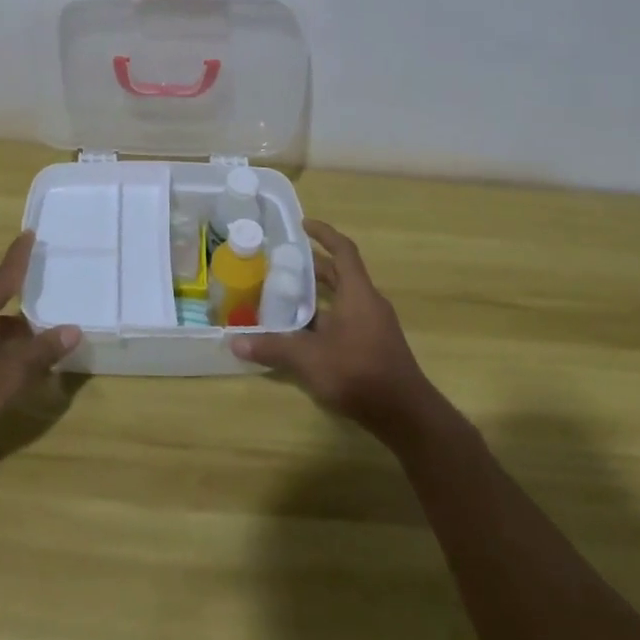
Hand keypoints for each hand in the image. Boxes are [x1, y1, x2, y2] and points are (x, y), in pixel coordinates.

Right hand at [230, 220, 439, 441]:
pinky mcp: (375, 346)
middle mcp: (368, 303)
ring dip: (319, 294)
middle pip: (341, 274)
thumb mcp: (309, 358)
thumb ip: (272, 347)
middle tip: (283, 264)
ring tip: (287, 295)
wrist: (405, 415)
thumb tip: (234, 342)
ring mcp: (375, 325)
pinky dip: (326, 316)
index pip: (343, 250)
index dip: (324, 234)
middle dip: (313, 266)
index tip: (303, 225)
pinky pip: (347, 318)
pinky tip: (304, 333)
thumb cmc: (358, 372)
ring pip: (344, 298)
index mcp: (358, 293)